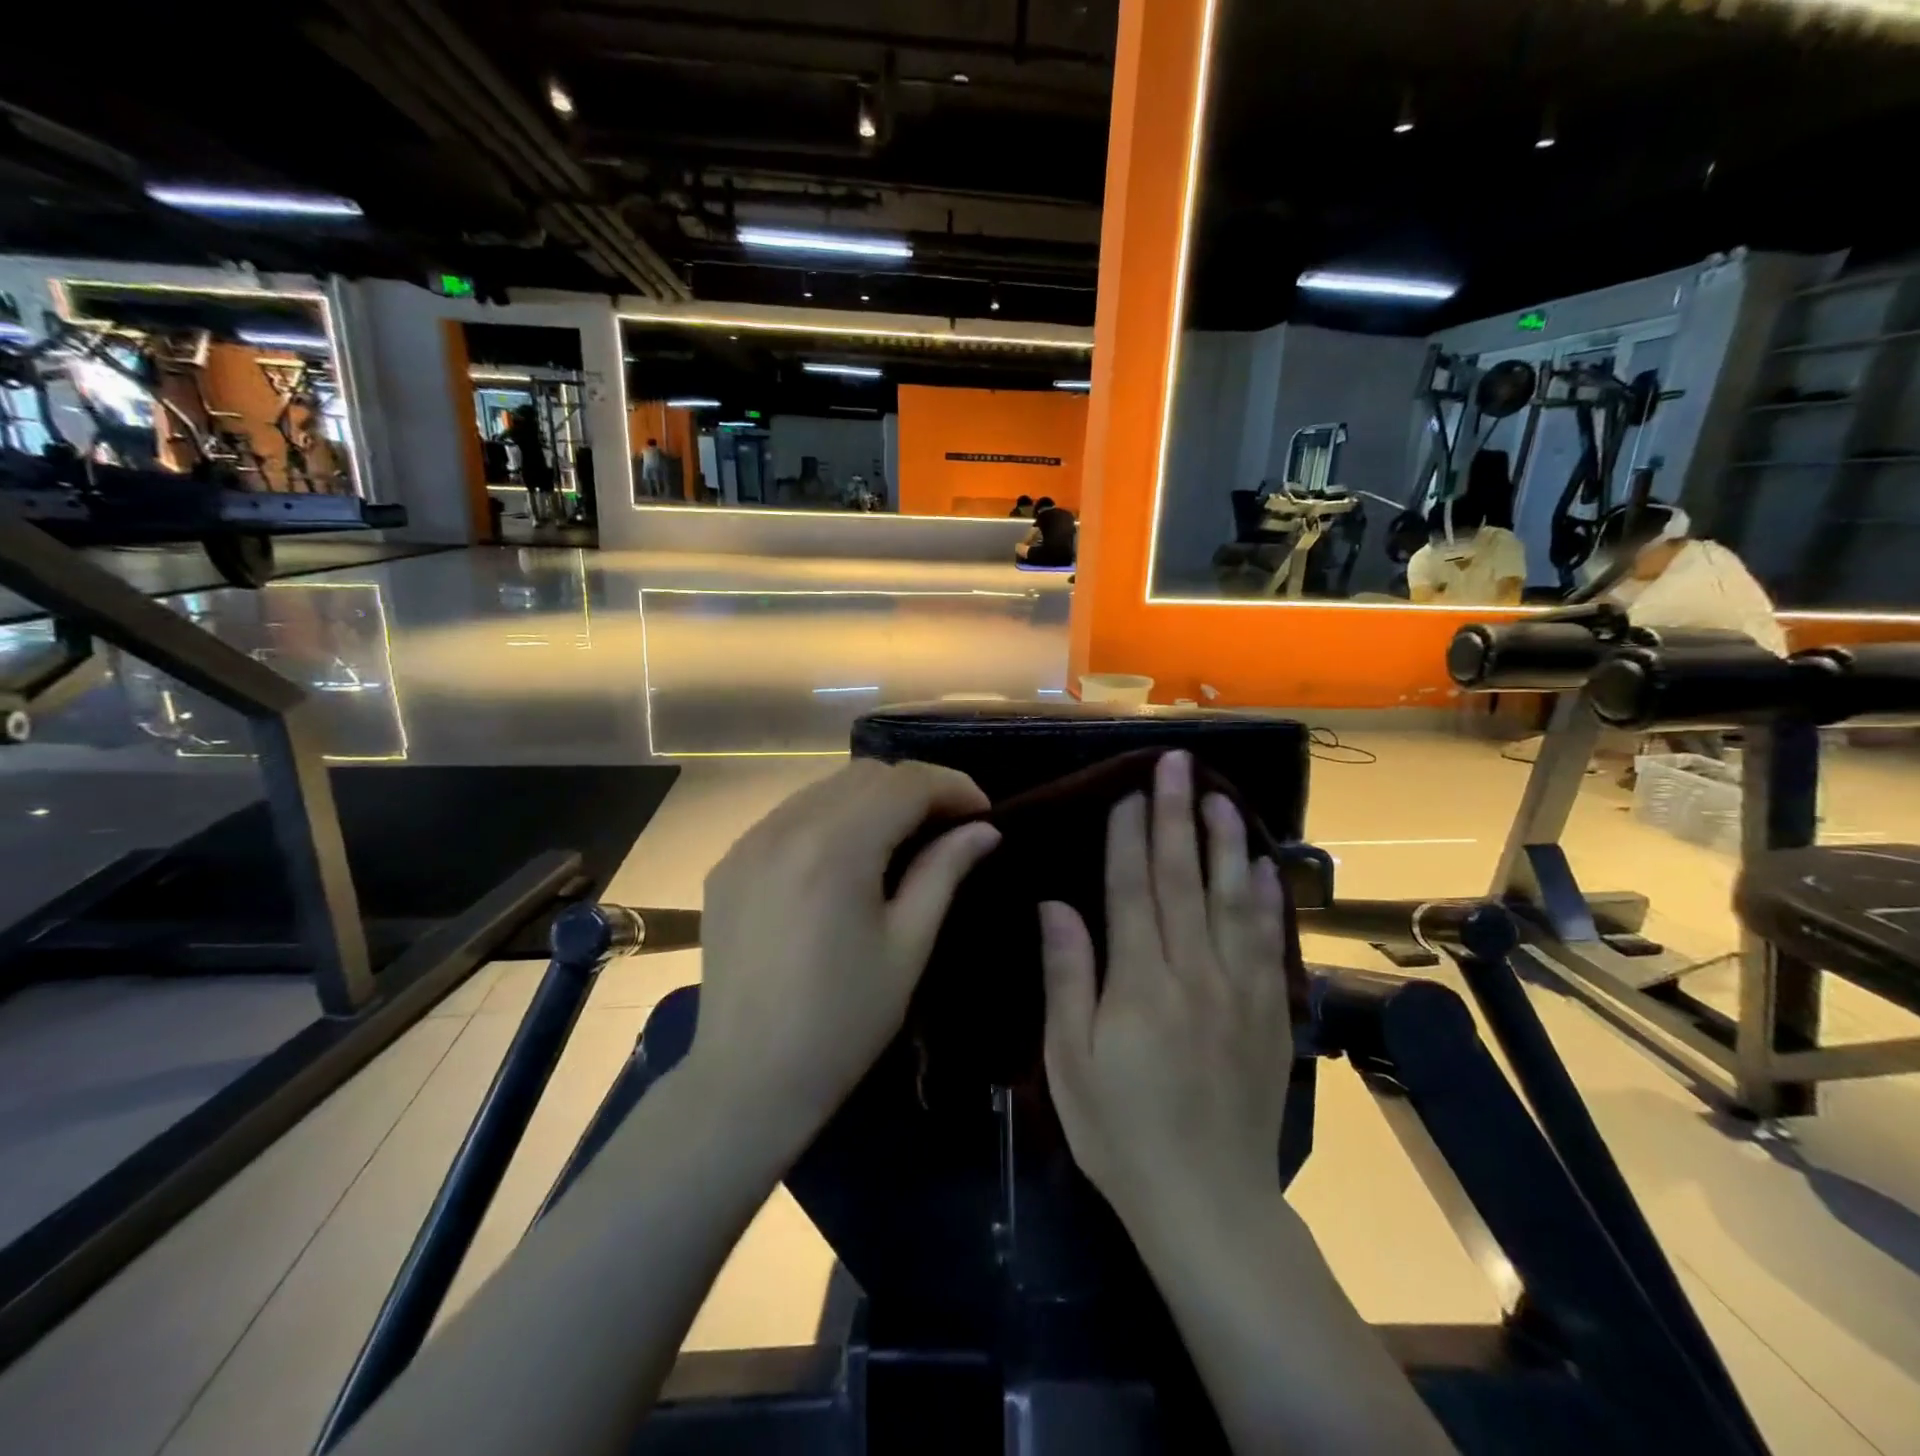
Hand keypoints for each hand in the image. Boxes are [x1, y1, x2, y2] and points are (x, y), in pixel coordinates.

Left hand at [689, 759, 999, 1146]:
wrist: (749, 1079)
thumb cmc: (844, 1021)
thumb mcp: (908, 946)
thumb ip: (944, 871)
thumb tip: (984, 830)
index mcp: (835, 847)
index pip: (906, 783)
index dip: (953, 787)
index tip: (983, 813)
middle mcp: (785, 827)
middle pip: (865, 775)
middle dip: (915, 788)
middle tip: (948, 825)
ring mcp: (749, 842)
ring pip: (824, 788)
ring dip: (871, 800)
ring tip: (901, 838)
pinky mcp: (729, 863)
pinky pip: (789, 816)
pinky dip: (829, 819)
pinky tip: (845, 858)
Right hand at [1040, 750, 1291, 1232]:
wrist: (1208, 1202)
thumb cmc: (1121, 1131)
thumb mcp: (1071, 1062)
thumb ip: (1068, 978)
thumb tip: (1056, 906)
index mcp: (1140, 984)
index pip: (1133, 891)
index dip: (1129, 838)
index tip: (1127, 792)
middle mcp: (1194, 974)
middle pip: (1184, 880)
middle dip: (1176, 816)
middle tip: (1176, 766)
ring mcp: (1239, 991)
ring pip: (1232, 900)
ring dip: (1224, 842)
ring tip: (1219, 796)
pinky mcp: (1269, 1013)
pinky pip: (1269, 942)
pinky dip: (1265, 899)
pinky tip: (1262, 865)